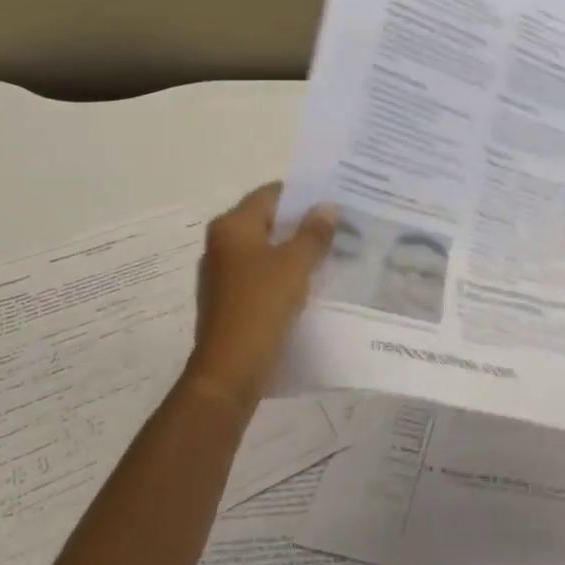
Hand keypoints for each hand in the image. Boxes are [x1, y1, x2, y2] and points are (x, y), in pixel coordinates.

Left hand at [183, 183, 336, 411]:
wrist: (230, 370)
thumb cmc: (262, 306)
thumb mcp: (296, 264)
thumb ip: (314, 232)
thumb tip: (327, 207)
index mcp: (233, 226)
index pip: (272, 194)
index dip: (304, 194)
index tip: (336, 199)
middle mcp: (222, 243)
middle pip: (269, 220)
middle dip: (303, 222)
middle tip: (342, 224)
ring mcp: (223, 273)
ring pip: (267, 248)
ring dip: (296, 248)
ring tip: (333, 250)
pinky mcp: (230, 299)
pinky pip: (263, 273)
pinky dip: (285, 271)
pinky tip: (312, 280)